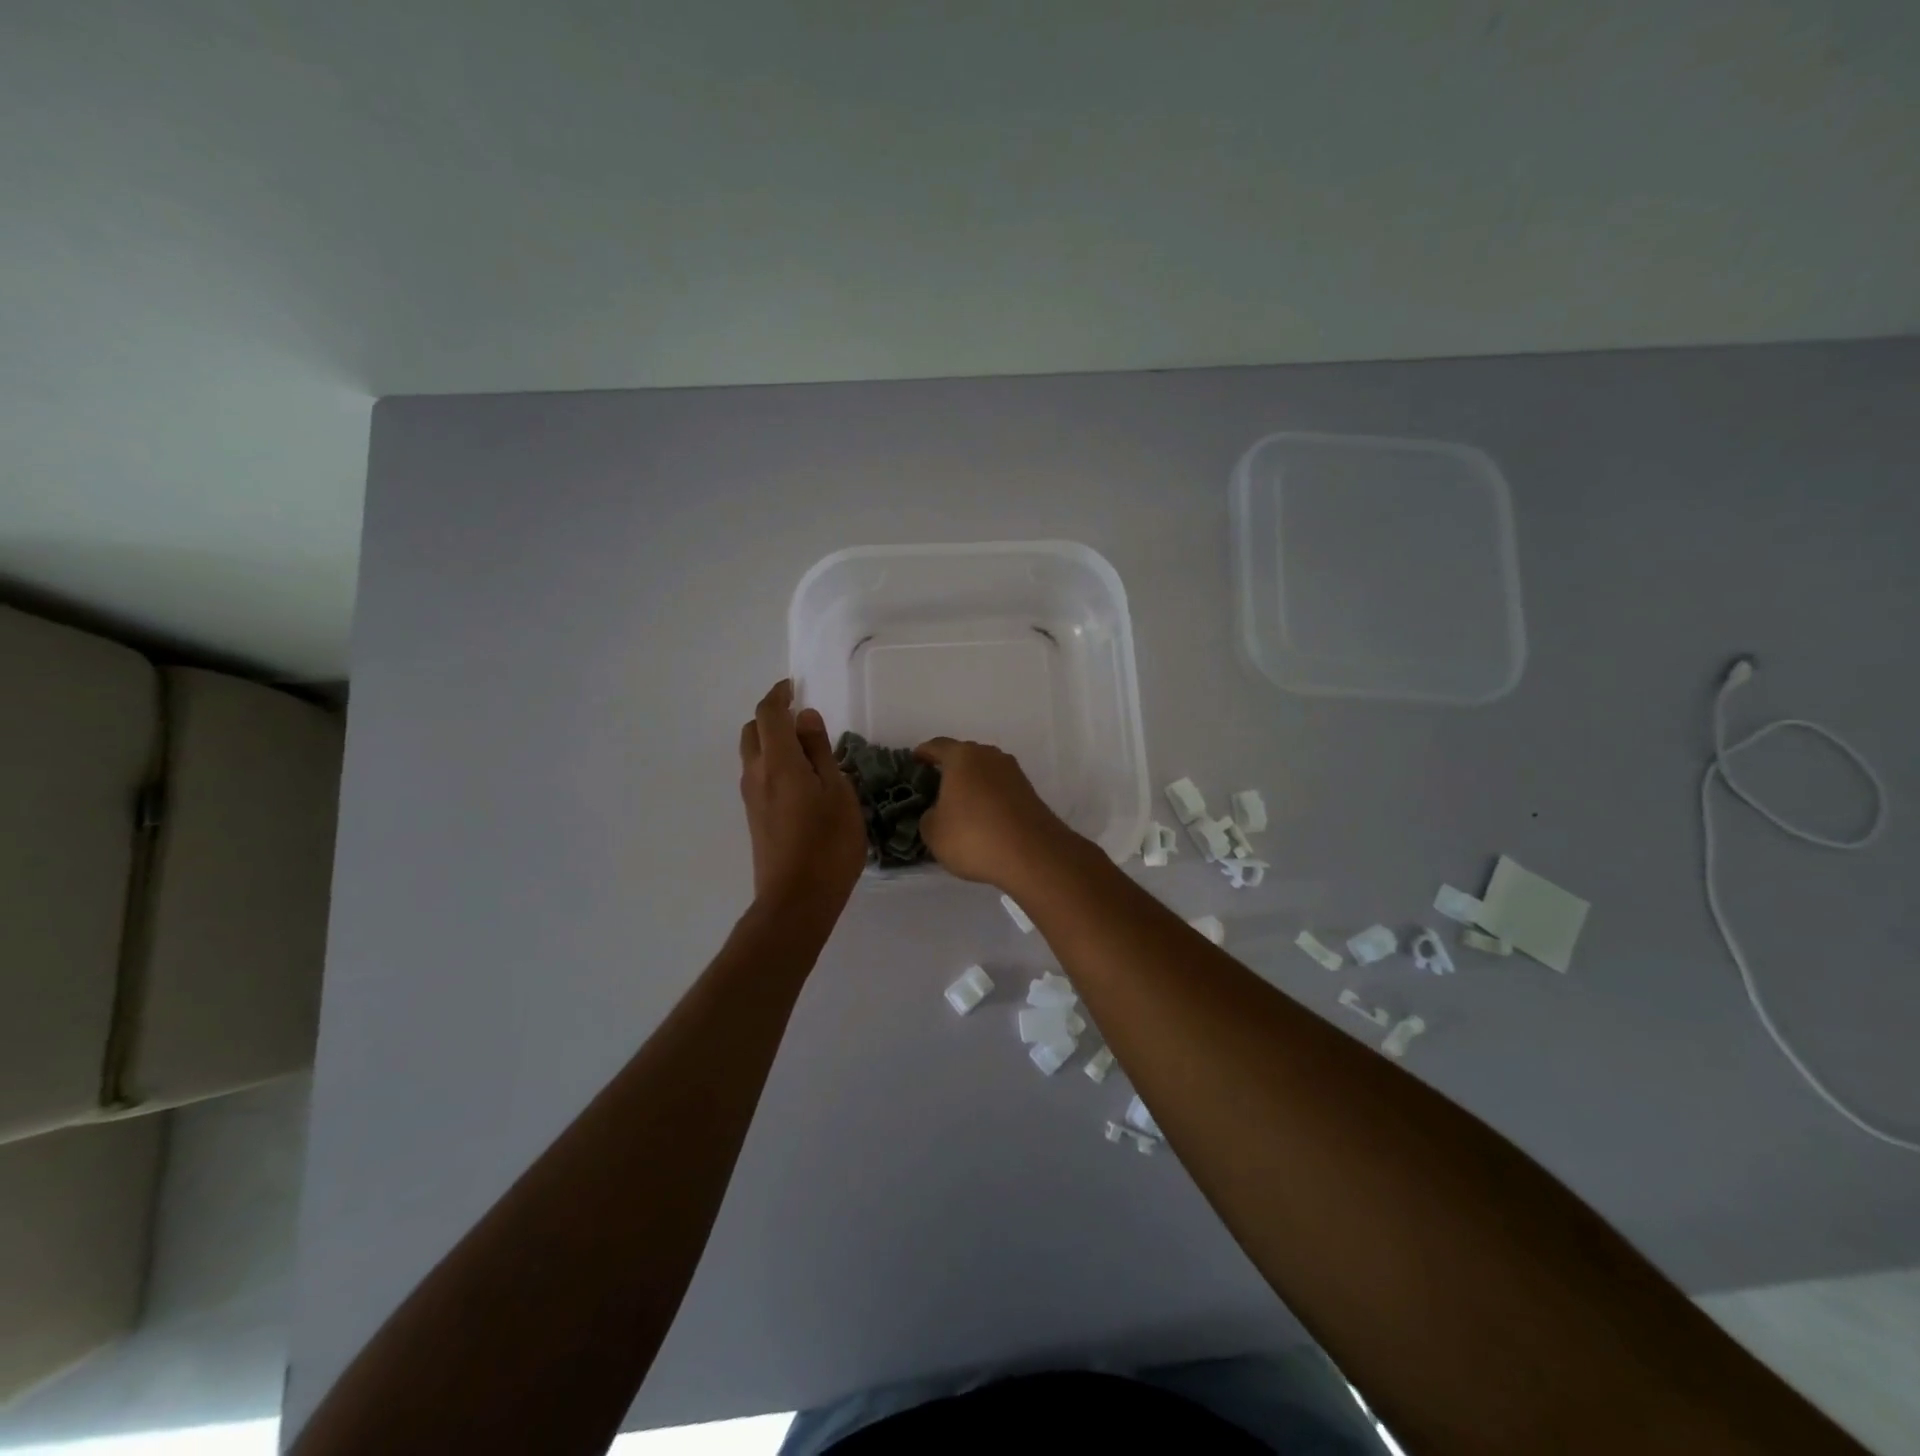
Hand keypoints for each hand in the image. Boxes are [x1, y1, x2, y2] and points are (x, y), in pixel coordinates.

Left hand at [739, 681, 866, 912]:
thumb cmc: (828, 843)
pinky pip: (758, 775)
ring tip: (808, 751)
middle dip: (772, 717)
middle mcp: (756, 774)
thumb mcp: (838, 792)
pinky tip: (801, 780)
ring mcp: (751, 798)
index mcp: (778, 762)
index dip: (779, 695)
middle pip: (752, 731)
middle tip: (802, 719)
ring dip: (772, 741)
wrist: (797, 900)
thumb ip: (821, 752)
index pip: (768, 714)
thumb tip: (806, 718)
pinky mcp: (754, 817)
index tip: (794, 686)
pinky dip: (773, 763)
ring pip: (752, 754)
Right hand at [913, 737, 1076, 887]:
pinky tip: (983, 816)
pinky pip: (1000, 787)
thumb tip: (939, 812)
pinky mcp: (1029, 791)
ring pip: (985, 771)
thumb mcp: (934, 832)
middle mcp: (989, 756)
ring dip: (972, 782)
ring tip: (960, 802)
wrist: (1033, 854)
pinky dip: (989, 796)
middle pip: (964, 755)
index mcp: (962, 757)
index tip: (915, 760)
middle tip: (935, 784)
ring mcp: (1013, 772)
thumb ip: (929, 816)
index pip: (937, 746)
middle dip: (950, 767)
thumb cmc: (974, 837)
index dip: (924, 753)